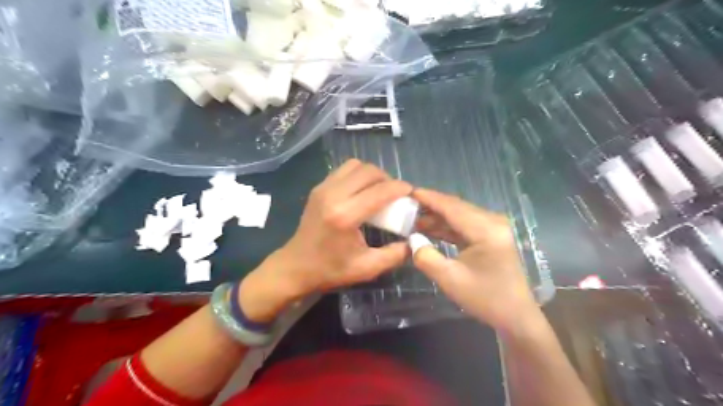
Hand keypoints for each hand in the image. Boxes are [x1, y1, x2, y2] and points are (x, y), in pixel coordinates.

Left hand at [239, 160, 411, 321]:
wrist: (296, 267)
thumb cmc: (330, 270)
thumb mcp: (367, 268)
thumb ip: (395, 255)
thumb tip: (415, 242)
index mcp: (345, 216)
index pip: (380, 191)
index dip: (400, 188)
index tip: (411, 193)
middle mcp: (333, 195)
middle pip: (368, 171)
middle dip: (388, 179)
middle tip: (396, 193)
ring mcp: (323, 189)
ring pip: (355, 165)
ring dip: (372, 174)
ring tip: (379, 190)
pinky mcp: (318, 188)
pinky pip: (343, 170)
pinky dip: (358, 174)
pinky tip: (362, 191)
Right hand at [408, 188, 539, 330]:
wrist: (515, 316)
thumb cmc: (485, 298)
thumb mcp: (450, 280)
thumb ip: (426, 257)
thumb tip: (411, 239)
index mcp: (486, 230)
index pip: (452, 207)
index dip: (429, 198)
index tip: (408, 192)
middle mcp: (492, 222)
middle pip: (456, 207)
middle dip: (431, 206)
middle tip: (406, 206)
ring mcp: (493, 228)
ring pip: (459, 215)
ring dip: (437, 217)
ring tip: (413, 219)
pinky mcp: (491, 236)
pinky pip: (464, 225)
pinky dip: (446, 226)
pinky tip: (429, 229)